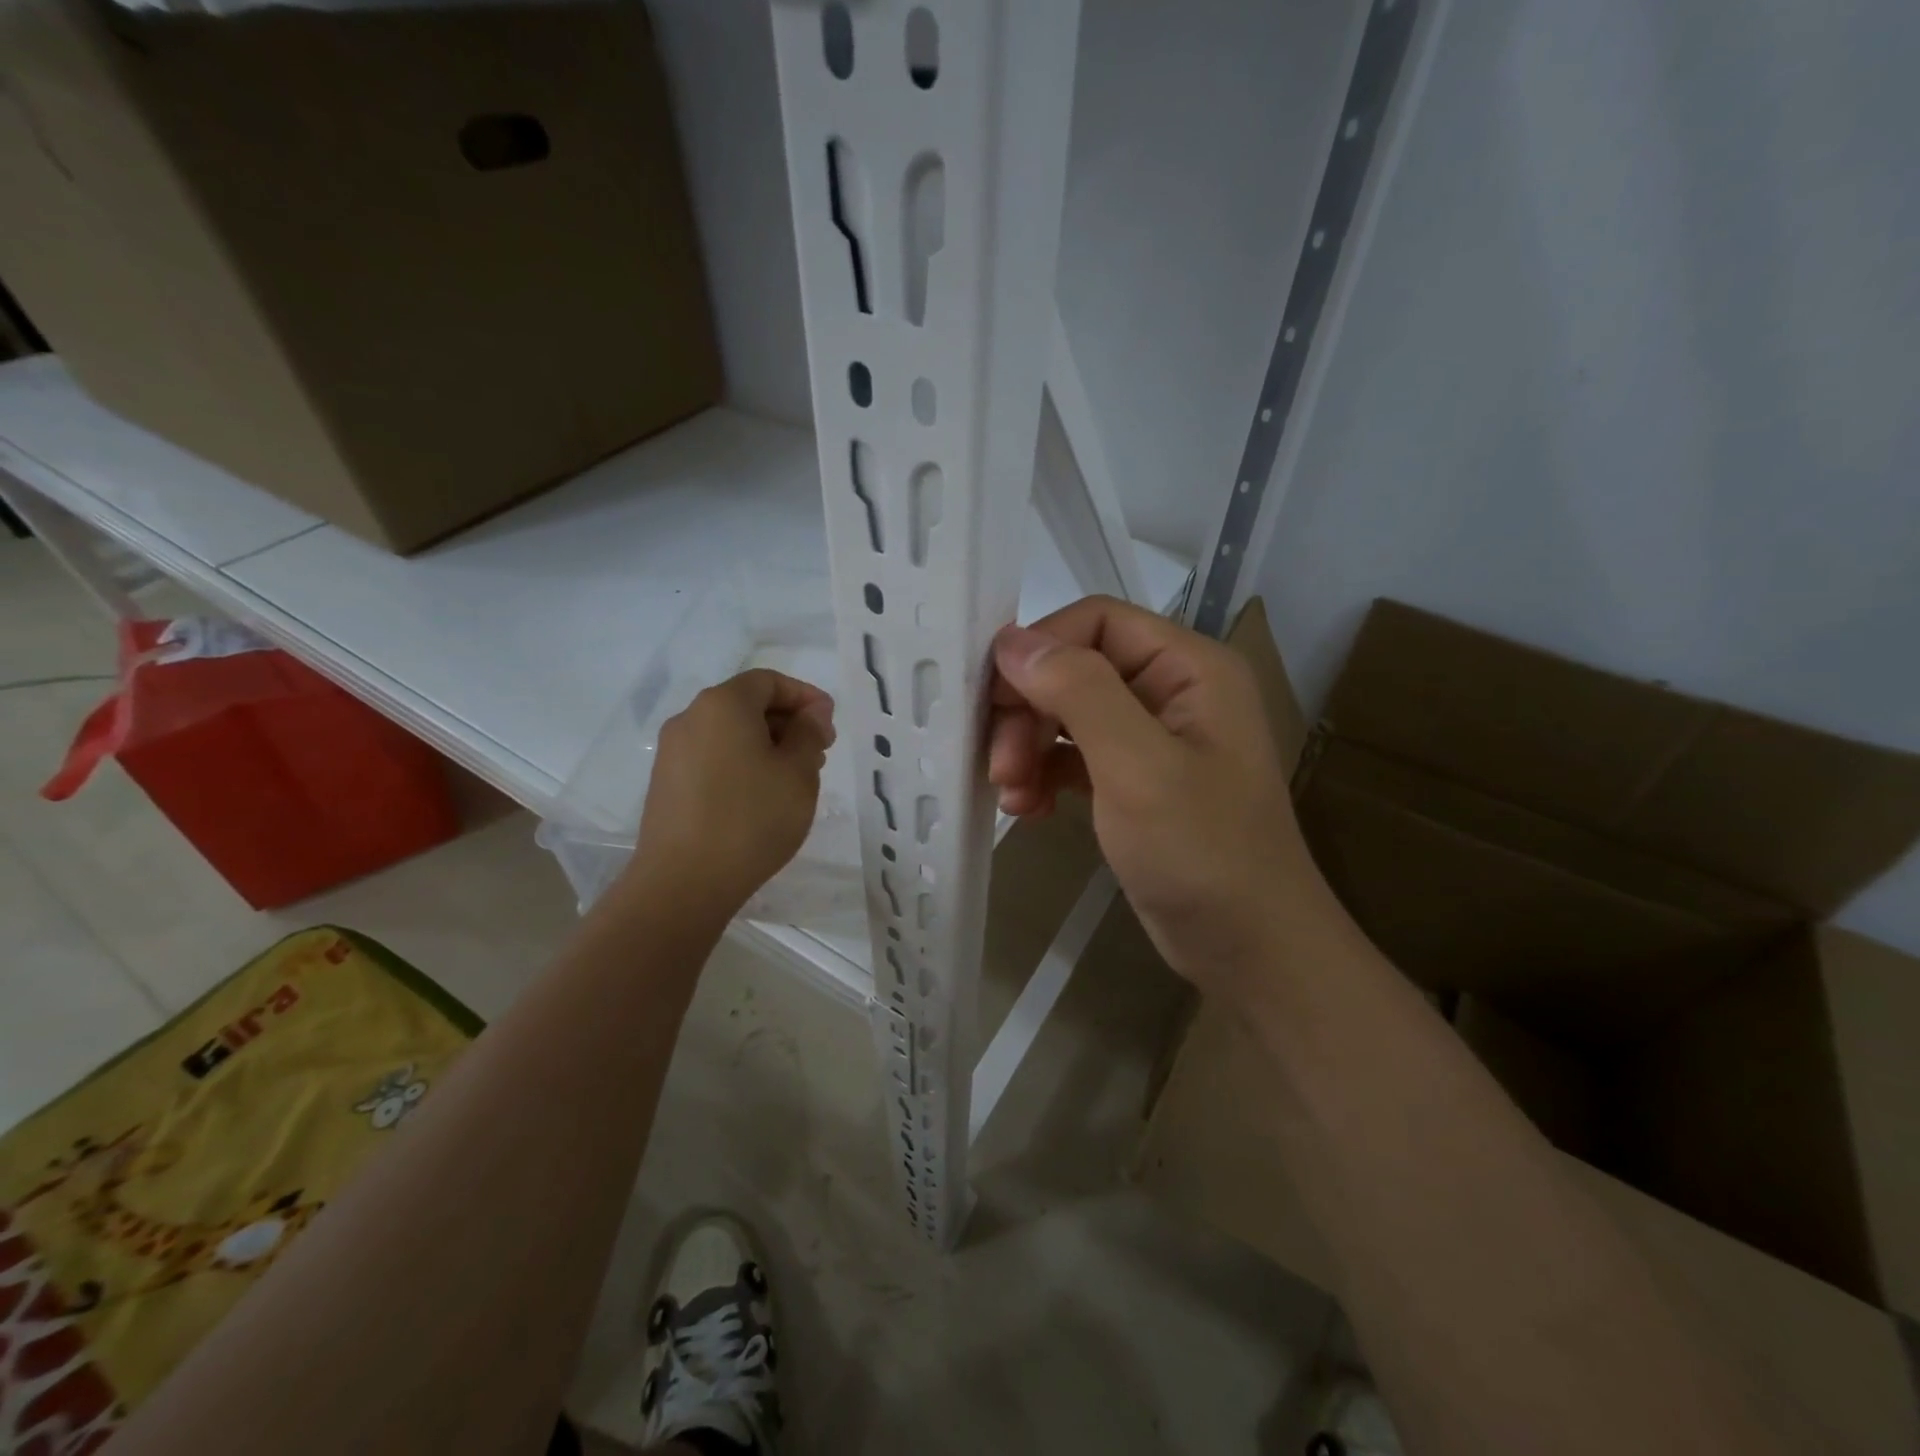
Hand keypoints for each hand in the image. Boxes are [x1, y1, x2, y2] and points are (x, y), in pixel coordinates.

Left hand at [627, 669, 834, 921]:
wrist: (684, 881)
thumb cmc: (752, 819)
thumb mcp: (798, 773)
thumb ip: (809, 733)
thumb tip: (811, 714)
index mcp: (723, 704)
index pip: (769, 681)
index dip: (805, 696)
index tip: (829, 725)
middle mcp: (691, 718)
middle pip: (747, 704)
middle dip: (788, 722)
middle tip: (819, 754)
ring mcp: (673, 751)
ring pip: (730, 733)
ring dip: (766, 745)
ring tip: (794, 779)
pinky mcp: (666, 783)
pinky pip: (712, 757)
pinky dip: (741, 763)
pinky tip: (761, 797)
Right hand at [988, 597, 1326, 999]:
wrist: (1250, 950)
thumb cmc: (1203, 852)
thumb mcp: (1138, 766)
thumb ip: (1078, 692)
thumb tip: (1011, 641)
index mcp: (1189, 667)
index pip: (1096, 621)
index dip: (1038, 648)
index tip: (991, 699)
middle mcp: (1171, 691)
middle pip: (1075, 669)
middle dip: (1028, 711)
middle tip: (998, 764)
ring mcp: (1152, 738)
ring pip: (1067, 714)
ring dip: (1028, 747)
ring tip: (1011, 795)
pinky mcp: (1134, 781)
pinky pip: (1074, 756)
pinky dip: (1045, 774)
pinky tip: (1030, 809)